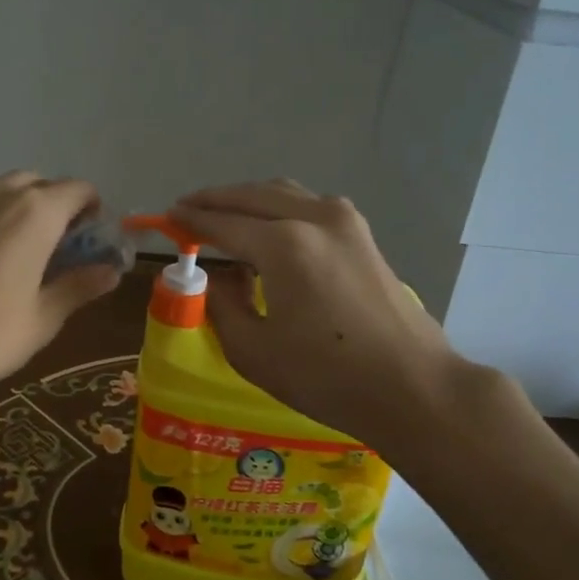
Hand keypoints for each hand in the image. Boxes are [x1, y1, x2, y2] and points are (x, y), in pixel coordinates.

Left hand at [0, 173, 121, 434]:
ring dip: (28, 208)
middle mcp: (1, 195)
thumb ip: (79, 286)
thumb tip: (111, 272)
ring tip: (31, 253)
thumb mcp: (43, 317)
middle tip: (64, 249)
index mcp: (36, 213)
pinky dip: (0, 217)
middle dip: (60, 206)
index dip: (93, 211)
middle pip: (42, 184)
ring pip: (9, 189)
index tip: (93, 242)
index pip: (79, 190)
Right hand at [170, 180, 466, 446]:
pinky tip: (269, 229)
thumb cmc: (326, 376)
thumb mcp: (253, 350)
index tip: (166, 218)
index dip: (190, 221)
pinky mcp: (363, 235)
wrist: (412, 386)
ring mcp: (345, 222)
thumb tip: (212, 279)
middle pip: (251, 195)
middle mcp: (314, 218)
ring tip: (223, 215)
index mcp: (283, 244)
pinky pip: (309, 205)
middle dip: (215, 199)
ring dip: (248, 199)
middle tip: (187, 210)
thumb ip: (221, 305)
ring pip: (283, 193)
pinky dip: (279, 207)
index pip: (222, 222)